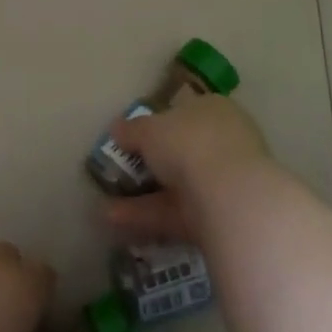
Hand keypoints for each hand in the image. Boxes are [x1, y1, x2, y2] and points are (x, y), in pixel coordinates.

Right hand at [104, 93, 273, 245]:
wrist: (228, 196)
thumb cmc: (189, 143)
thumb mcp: (150, 129)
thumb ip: (132, 130)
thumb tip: (116, 128)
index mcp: (214, 109)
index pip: (184, 112)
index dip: (157, 124)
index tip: (131, 138)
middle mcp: (224, 142)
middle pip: (182, 152)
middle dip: (150, 165)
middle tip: (118, 173)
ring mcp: (224, 182)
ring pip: (177, 187)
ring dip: (141, 197)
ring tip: (103, 206)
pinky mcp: (219, 218)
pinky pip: (177, 214)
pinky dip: (147, 217)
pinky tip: (113, 222)